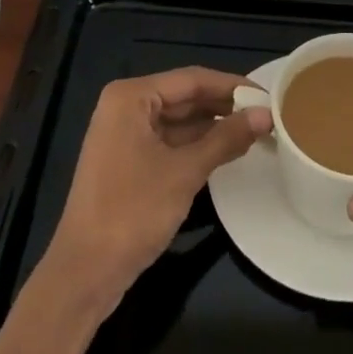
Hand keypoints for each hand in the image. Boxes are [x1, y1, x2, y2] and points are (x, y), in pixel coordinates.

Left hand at [41, 67, 269, 307]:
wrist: (84, 274)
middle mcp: (125, 107)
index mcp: (131, 97)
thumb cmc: (132, 212)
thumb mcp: (185, 172)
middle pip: (184, 97)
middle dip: (224, 106)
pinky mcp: (128, 161)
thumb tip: (266, 115)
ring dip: (213, 126)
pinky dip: (197, 145)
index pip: (191, 79)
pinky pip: (169, 141)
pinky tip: (227, 150)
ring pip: (178, 121)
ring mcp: (124, 135)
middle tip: (267, 114)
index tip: (268, 95)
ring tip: (255, 130)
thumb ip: (226, 138)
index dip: (231, 86)